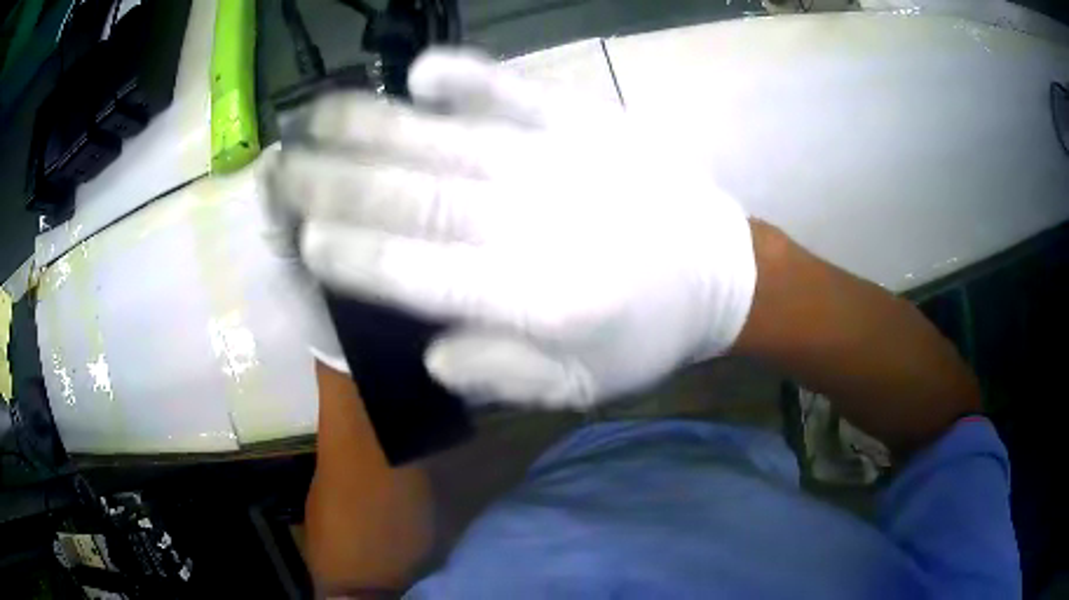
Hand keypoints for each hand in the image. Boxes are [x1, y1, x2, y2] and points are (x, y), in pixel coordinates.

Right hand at [266, 49, 755, 408]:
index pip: (417, 273)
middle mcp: (537, 222)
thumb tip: (425, 347)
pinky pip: (515, 92)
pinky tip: (417, 72)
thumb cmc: (647, 335)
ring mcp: (562, 160)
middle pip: (412, 196)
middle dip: (333, 183)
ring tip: (313, 117)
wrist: (721, 273)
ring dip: (370, 125)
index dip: (352, 255)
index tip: (299, 238)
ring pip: (445, 139)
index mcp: (536, 300)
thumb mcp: (578, 386)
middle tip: (278, 169)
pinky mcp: (588, 123)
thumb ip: (499, 374)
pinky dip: (464, 79)